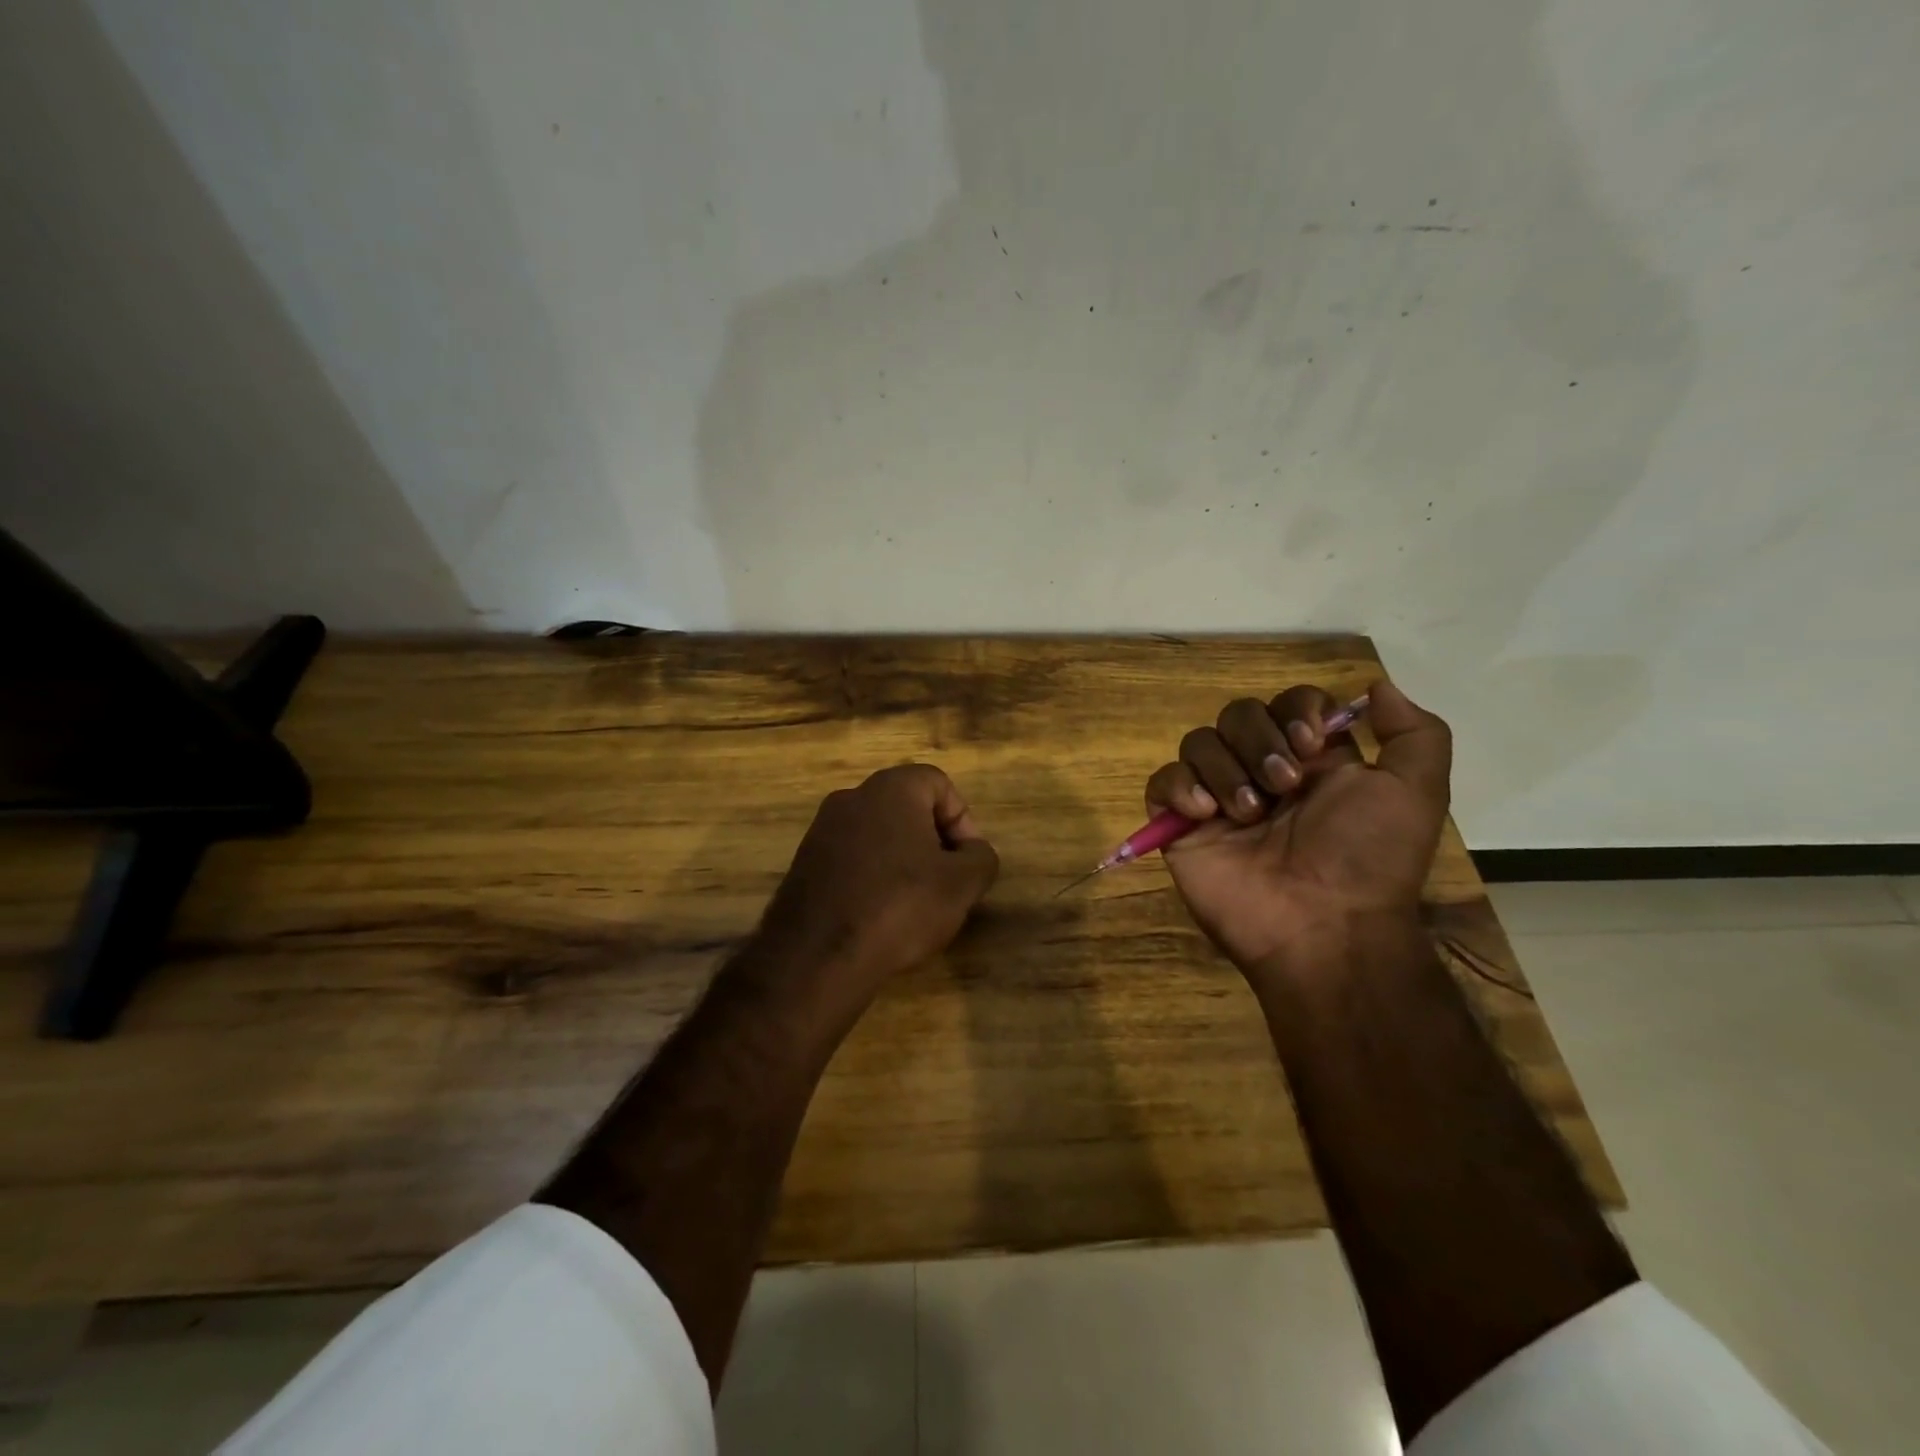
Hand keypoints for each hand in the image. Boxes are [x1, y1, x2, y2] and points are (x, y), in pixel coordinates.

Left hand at [755, 764, 998, 1010]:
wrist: (817, 956)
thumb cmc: (900, 906)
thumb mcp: (962, 885)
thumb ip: (981, 857)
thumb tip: (973, 852)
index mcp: (891, 788)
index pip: (939, 783)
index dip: (962, 820)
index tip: (966, 861)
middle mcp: (852, 797)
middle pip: (907, 807)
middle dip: (933, 841)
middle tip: (945, 882)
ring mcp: (822, 829)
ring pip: (878, 834)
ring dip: (902, 860)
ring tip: (914, 903)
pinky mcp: (804, 862)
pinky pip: (852, 858)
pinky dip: (872, 876)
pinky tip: (879, 915)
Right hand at [1145, 679, 1450, 971]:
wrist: (1324, 927)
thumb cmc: (1368, 858)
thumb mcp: (1416, 792)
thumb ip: (1414, 733)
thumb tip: (1375, 687)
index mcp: (1313, 761)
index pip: (1289, 703)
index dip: (1296, 711)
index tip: (1312, 744)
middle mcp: (1262, 772)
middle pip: (1239, 714)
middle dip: (1259, 741)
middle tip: (1284, 786)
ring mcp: (1218, 799)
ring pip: (1199, 742)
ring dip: (1225, 769)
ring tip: (1248, 814)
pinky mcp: (1181, 827)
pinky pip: (1161, 782)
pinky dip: (1178, 787)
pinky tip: (1205, 814)